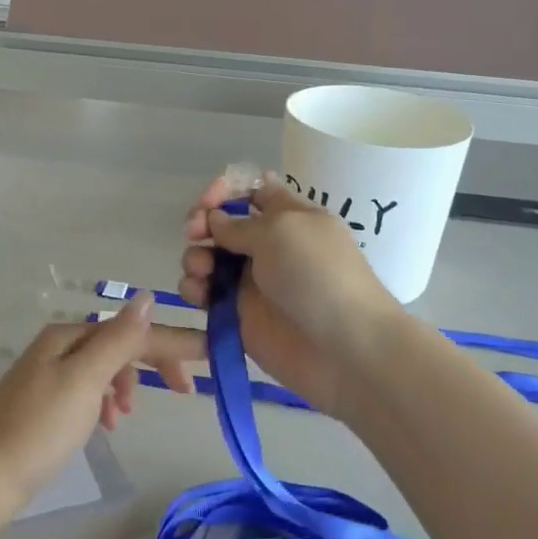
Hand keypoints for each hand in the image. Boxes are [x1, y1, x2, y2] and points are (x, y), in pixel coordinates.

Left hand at [0, 296, 196, 527]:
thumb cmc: (39, 428)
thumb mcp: (85, 380)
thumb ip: (118, 339)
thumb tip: (147, 297)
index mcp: (67, 336)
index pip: (131, 330)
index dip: (171, 341)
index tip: (211, 354)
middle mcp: (58, 347)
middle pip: (117, 345)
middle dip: (151, 362)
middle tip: (184, 390)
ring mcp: (48, 376)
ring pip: (103, 369)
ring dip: (126, 384)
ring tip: (128, 414)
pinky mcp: (44, 404)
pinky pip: (88, 391)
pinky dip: (105, 402)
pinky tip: (106, 423)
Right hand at [178, 172, 400, 419]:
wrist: (343, 349)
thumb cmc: (318, 277)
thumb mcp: (282, 232)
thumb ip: (240, 224)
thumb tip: (214, 220)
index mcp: (289, 217)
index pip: (253, 190)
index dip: (226, 189)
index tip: (208, 201)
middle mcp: (268, 246)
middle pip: (222, 224)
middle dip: (202, 223)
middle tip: (195, 233)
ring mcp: (251, 281)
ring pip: (208, 258)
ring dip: (195, 257)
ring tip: (200, 271)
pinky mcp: (237, 315)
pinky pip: (205, 295)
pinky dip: (194, 290)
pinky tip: (198, 295)